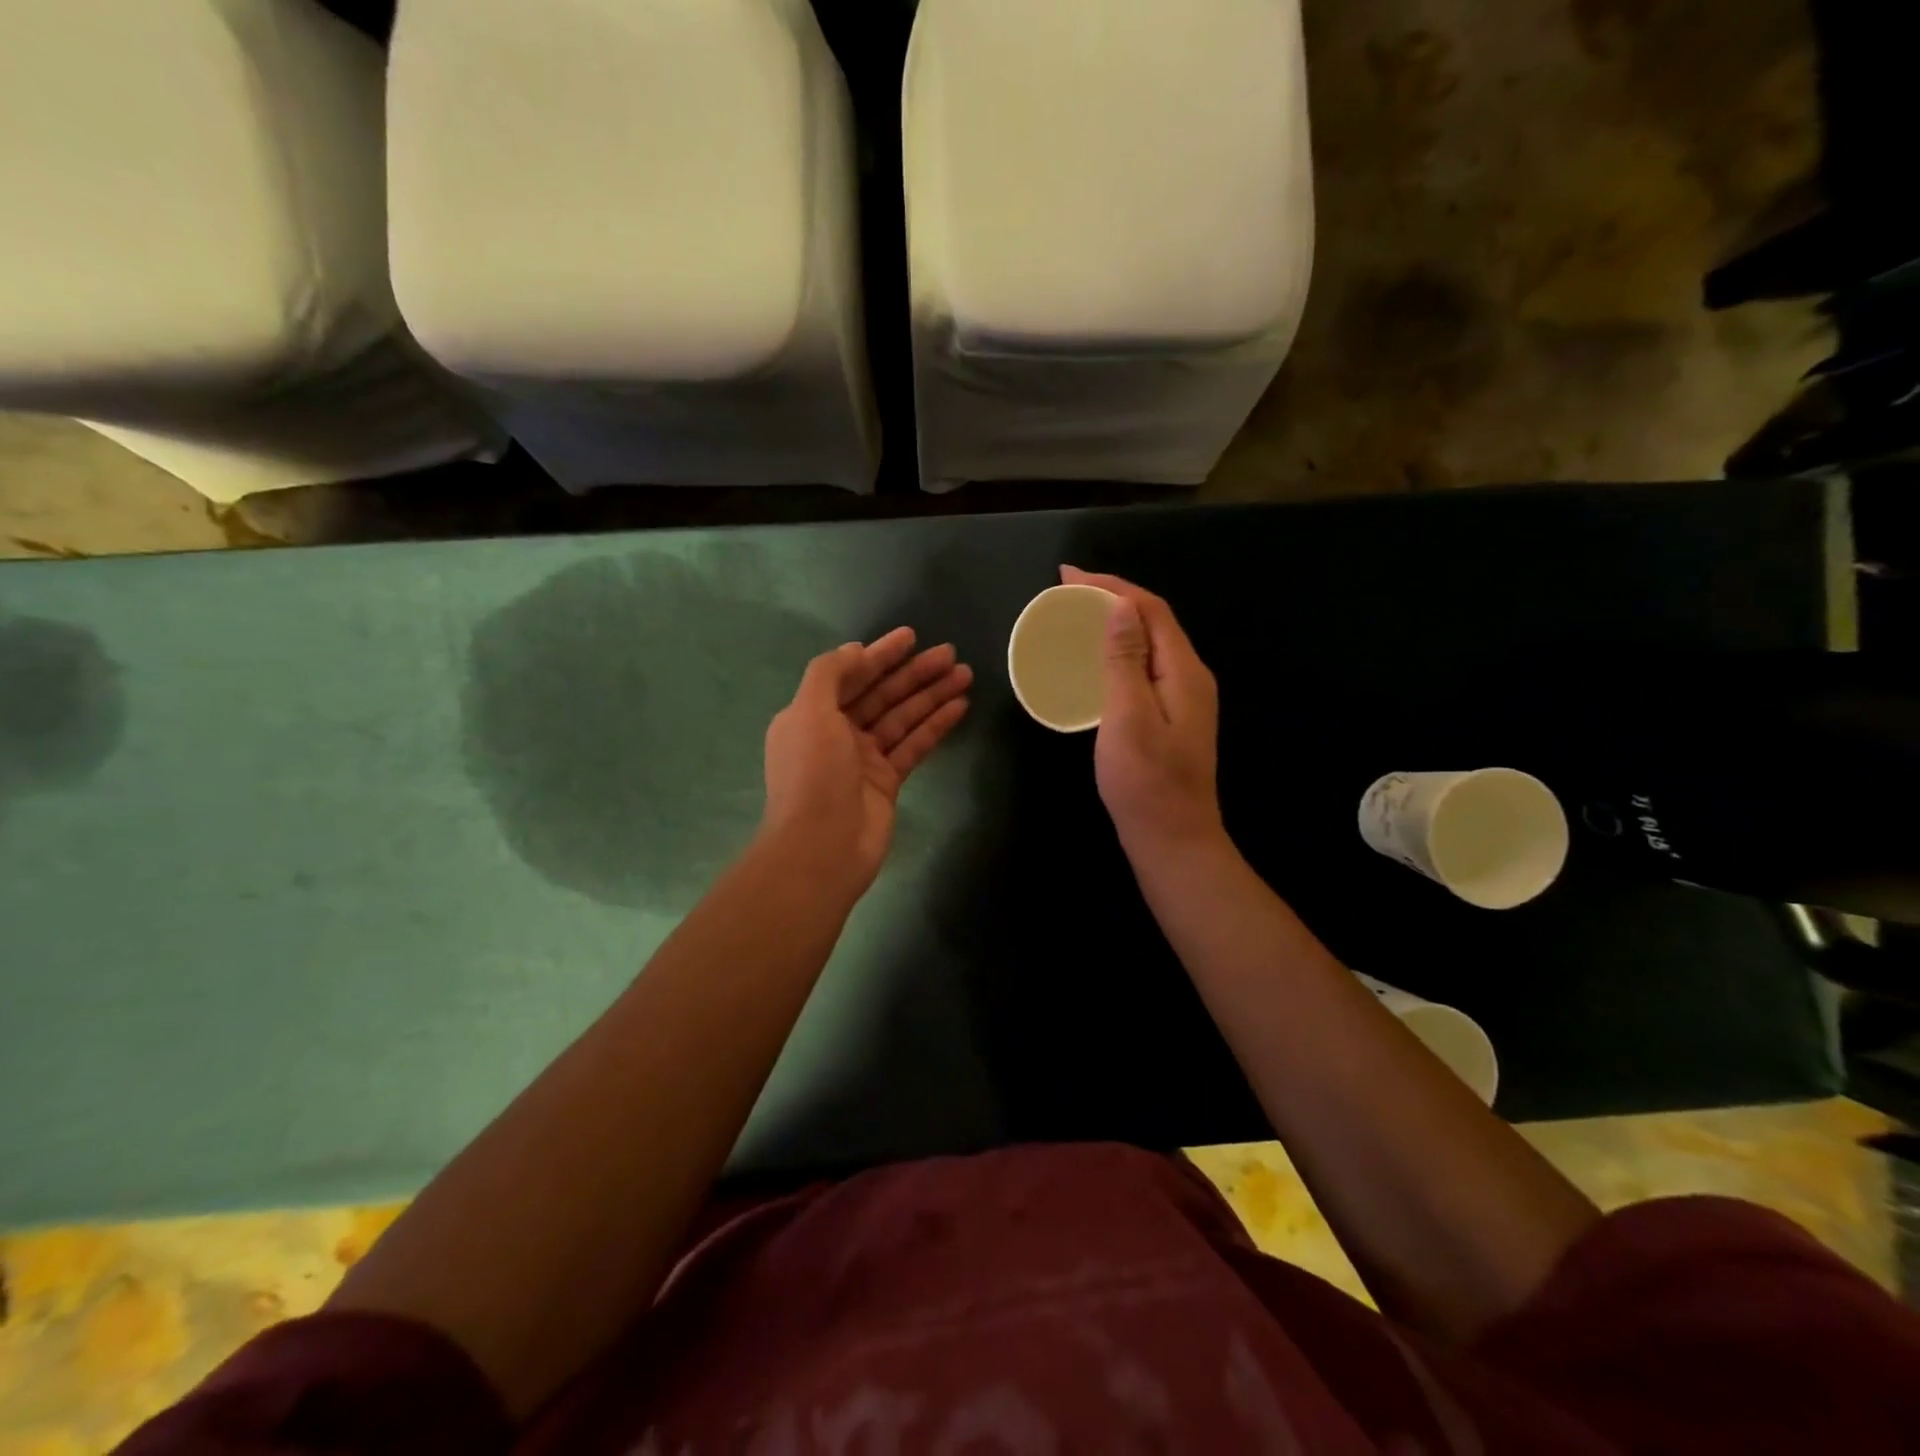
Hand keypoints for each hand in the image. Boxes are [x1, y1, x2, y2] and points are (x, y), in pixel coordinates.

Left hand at [761, 628, 972, 897]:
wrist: (822, 848)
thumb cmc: (813, 774)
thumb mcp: (809, 712)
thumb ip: (830, 674)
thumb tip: (856, 650)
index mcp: (811, 715)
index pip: (850, 676)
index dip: (880, 654)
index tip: (911, 637)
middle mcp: (837, 733)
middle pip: (881, 694)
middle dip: (914, 673)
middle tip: (951, 653)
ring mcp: (864, 759)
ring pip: (902, 718)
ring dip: (931, 695)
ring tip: (965, 674)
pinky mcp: (888, 782)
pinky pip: (914, 745)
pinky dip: (936, 725)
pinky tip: (960, 706)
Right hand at [1061, 567, 1223, 861]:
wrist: (1173, 840)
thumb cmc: (1146, 783)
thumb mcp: (1128, 718)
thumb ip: (1126, 660)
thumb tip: (1121, 606)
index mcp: (1184, 672)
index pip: (1150, 609)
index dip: (1111, 586)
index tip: (1068, 576)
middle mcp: (1190, 677)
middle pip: (1153, 621)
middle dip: (1112, 598)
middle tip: (1067, 592)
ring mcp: (1183, 699)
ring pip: (1149, 644)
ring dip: (1114, 623)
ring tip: (1076, 617)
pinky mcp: (1171, 718)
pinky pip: (1144, 668)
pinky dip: (1118, 652)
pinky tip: (1095, 661)